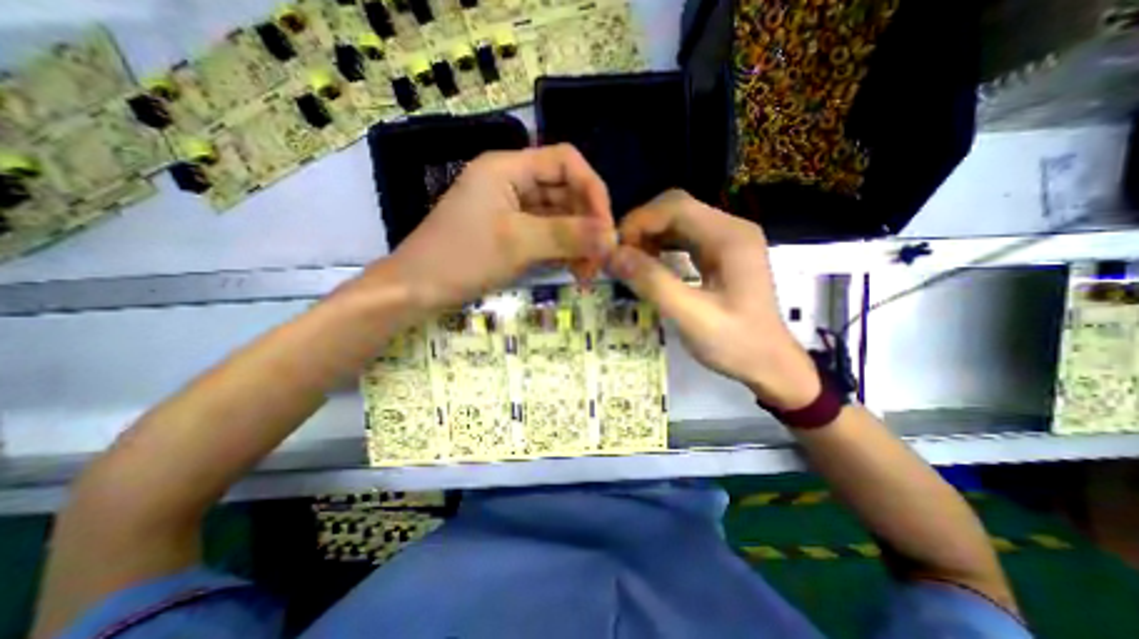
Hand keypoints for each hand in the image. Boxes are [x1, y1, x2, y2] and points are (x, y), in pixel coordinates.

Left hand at [380, 144, 612, 314]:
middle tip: (601, 258)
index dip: (592, 189)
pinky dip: (564, 251)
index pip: (566, 162)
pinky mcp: (513, 233)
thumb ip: (567, 235)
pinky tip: (575, 270)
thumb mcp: (517, 243)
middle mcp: (513, 183)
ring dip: (578, 242)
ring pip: (559, 217)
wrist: (418, 290)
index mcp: (508, 168)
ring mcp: (513, 210)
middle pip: (566, 192)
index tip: (606, 227)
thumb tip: (612, 236)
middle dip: (587, 224)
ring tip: (588, 272)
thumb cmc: (461, 258)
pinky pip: (548, 235)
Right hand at [605, 190, 818, 408]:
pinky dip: (661, 247)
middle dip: (642, 228)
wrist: (770, 364)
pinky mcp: (722, 254)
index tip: (616, 250)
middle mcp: (731, 229)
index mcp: (730, 237)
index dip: (640, 222)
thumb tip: (614, 255)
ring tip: (630, 262)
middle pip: (676, 209)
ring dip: (650, 237)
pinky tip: (649, 265)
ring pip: (678, 222)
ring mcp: (727, 241)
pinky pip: (684, 239)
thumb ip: (653, 283)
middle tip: (620, 257)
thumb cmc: (736, 343)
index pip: (676, 207)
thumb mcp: (691, 317)